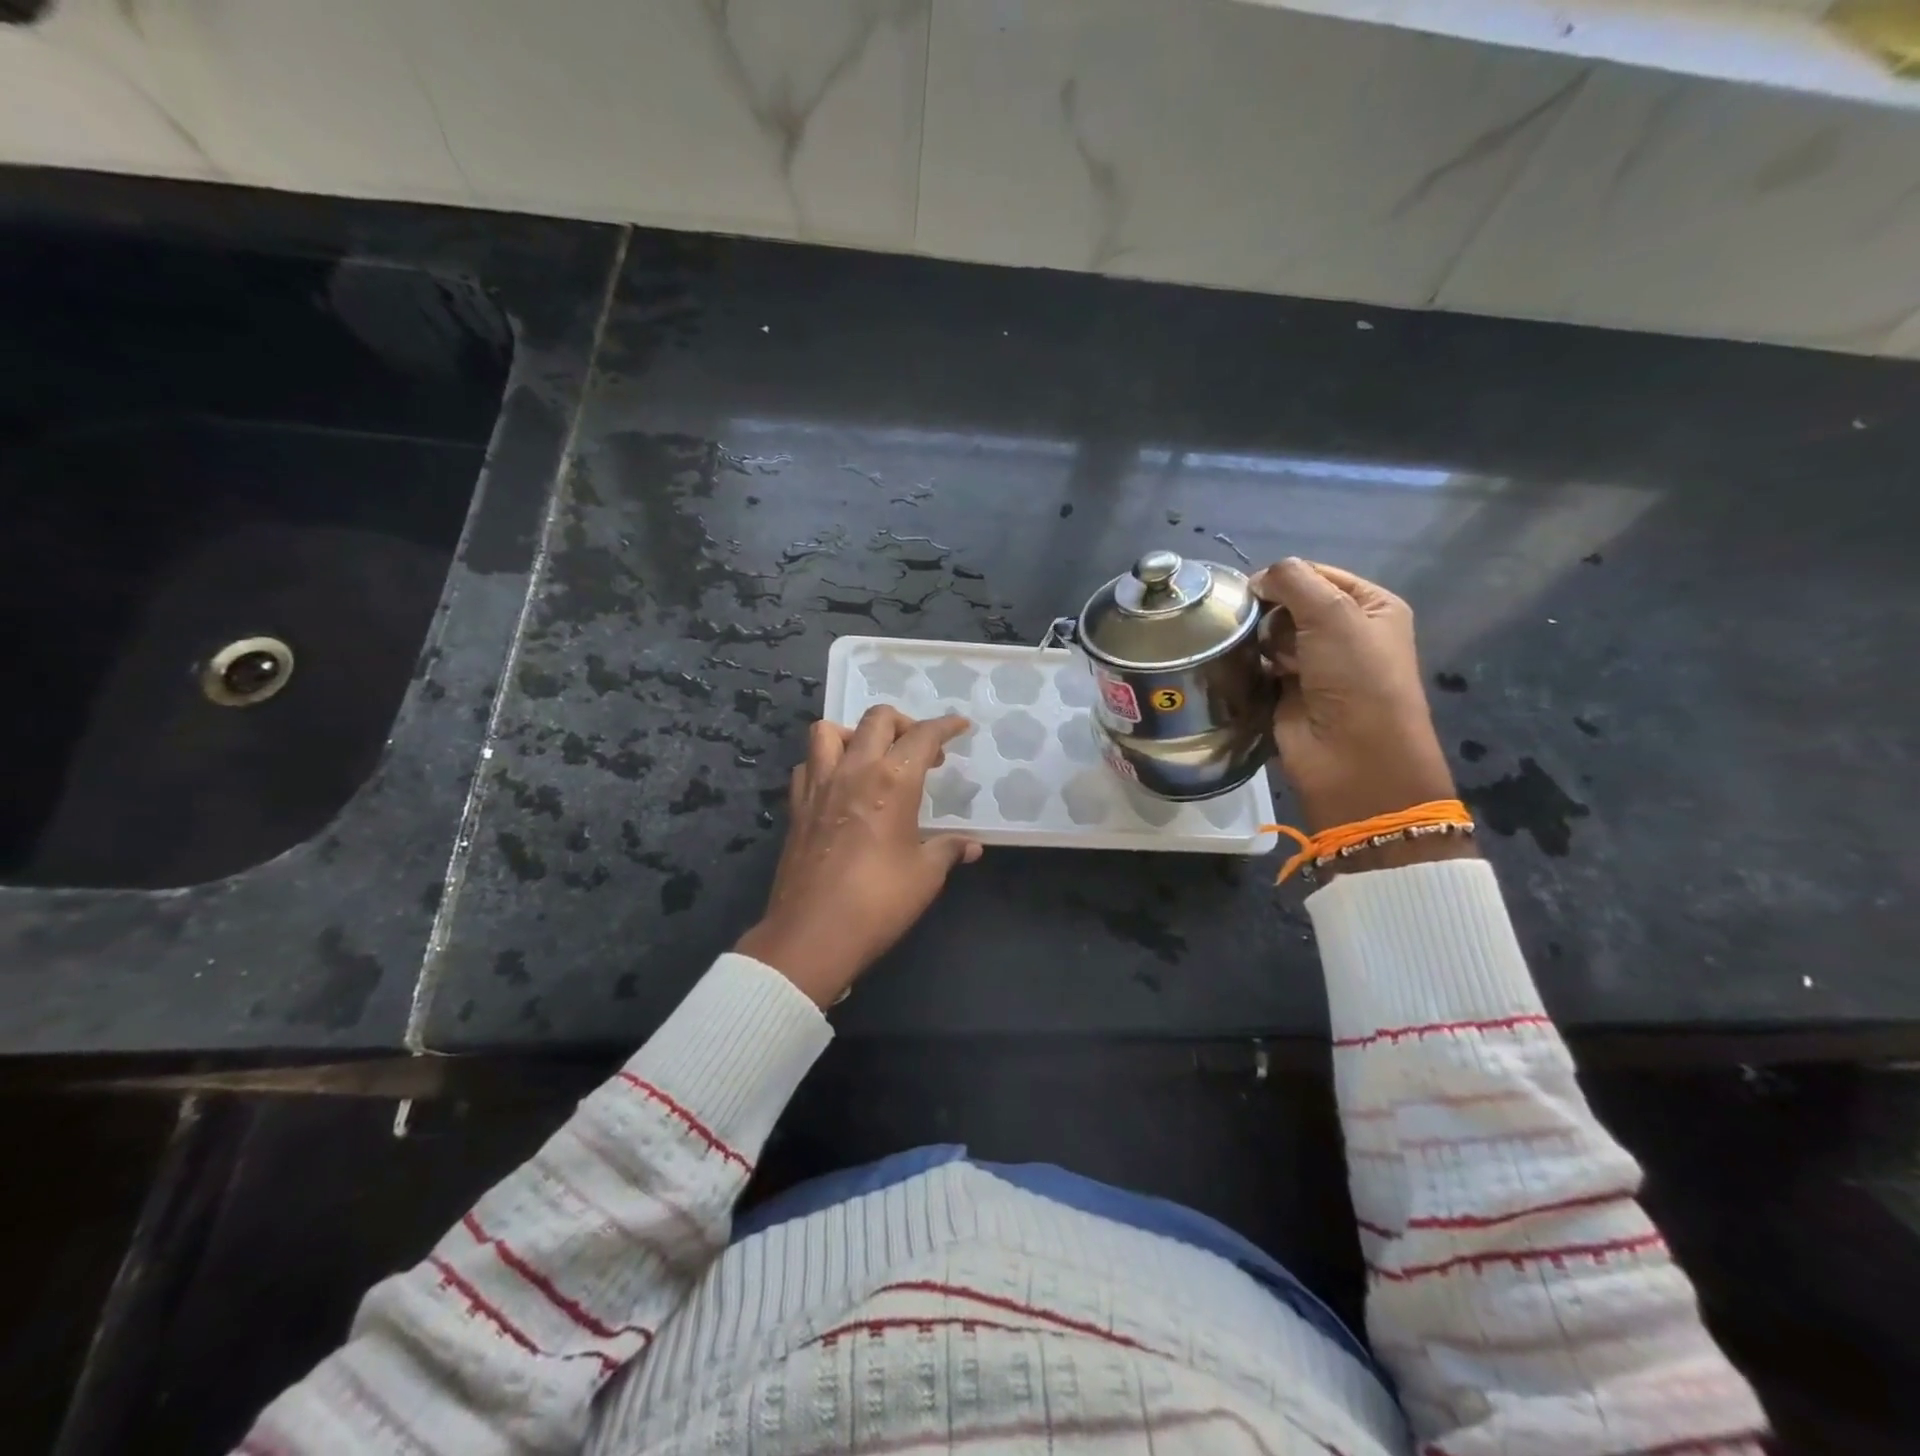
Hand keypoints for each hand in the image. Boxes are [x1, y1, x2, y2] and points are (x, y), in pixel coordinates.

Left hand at [736, 707, 981, 1007]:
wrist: (813, 934)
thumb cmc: (879, 902)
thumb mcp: (925, 875)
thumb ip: (948, 850)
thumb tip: (972, 845)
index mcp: (893, 781)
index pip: (923, 736)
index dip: (945, 726)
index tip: (960, 726)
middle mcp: (854, 770)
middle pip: (877, 719)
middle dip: (905, 723)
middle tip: (921, 749)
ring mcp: (819, 786)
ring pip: (829, 731)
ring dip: (855, 733)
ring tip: (872, 756)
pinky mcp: (796, 807)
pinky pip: (808, 765)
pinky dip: (824, 763)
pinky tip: (838, 785)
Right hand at [1251, 560, 1466, 855]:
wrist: (1352, 755)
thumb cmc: (1355, 676)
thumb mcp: (1333, 613)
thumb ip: (1292, 580)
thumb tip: (1256, 580)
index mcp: (1371, 607)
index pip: (1318, 574)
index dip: (1285, 577)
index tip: (1254, 588)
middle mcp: (1345, 632)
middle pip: (1291, 603)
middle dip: (1272, 612)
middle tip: (1263, 629)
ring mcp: (1315, 664)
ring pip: (1272, 634)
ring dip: (1261, 640)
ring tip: (1259, 656)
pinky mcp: (1287, 691)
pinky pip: (1261, 665)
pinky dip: (1251, 665)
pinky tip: (1244, 669)